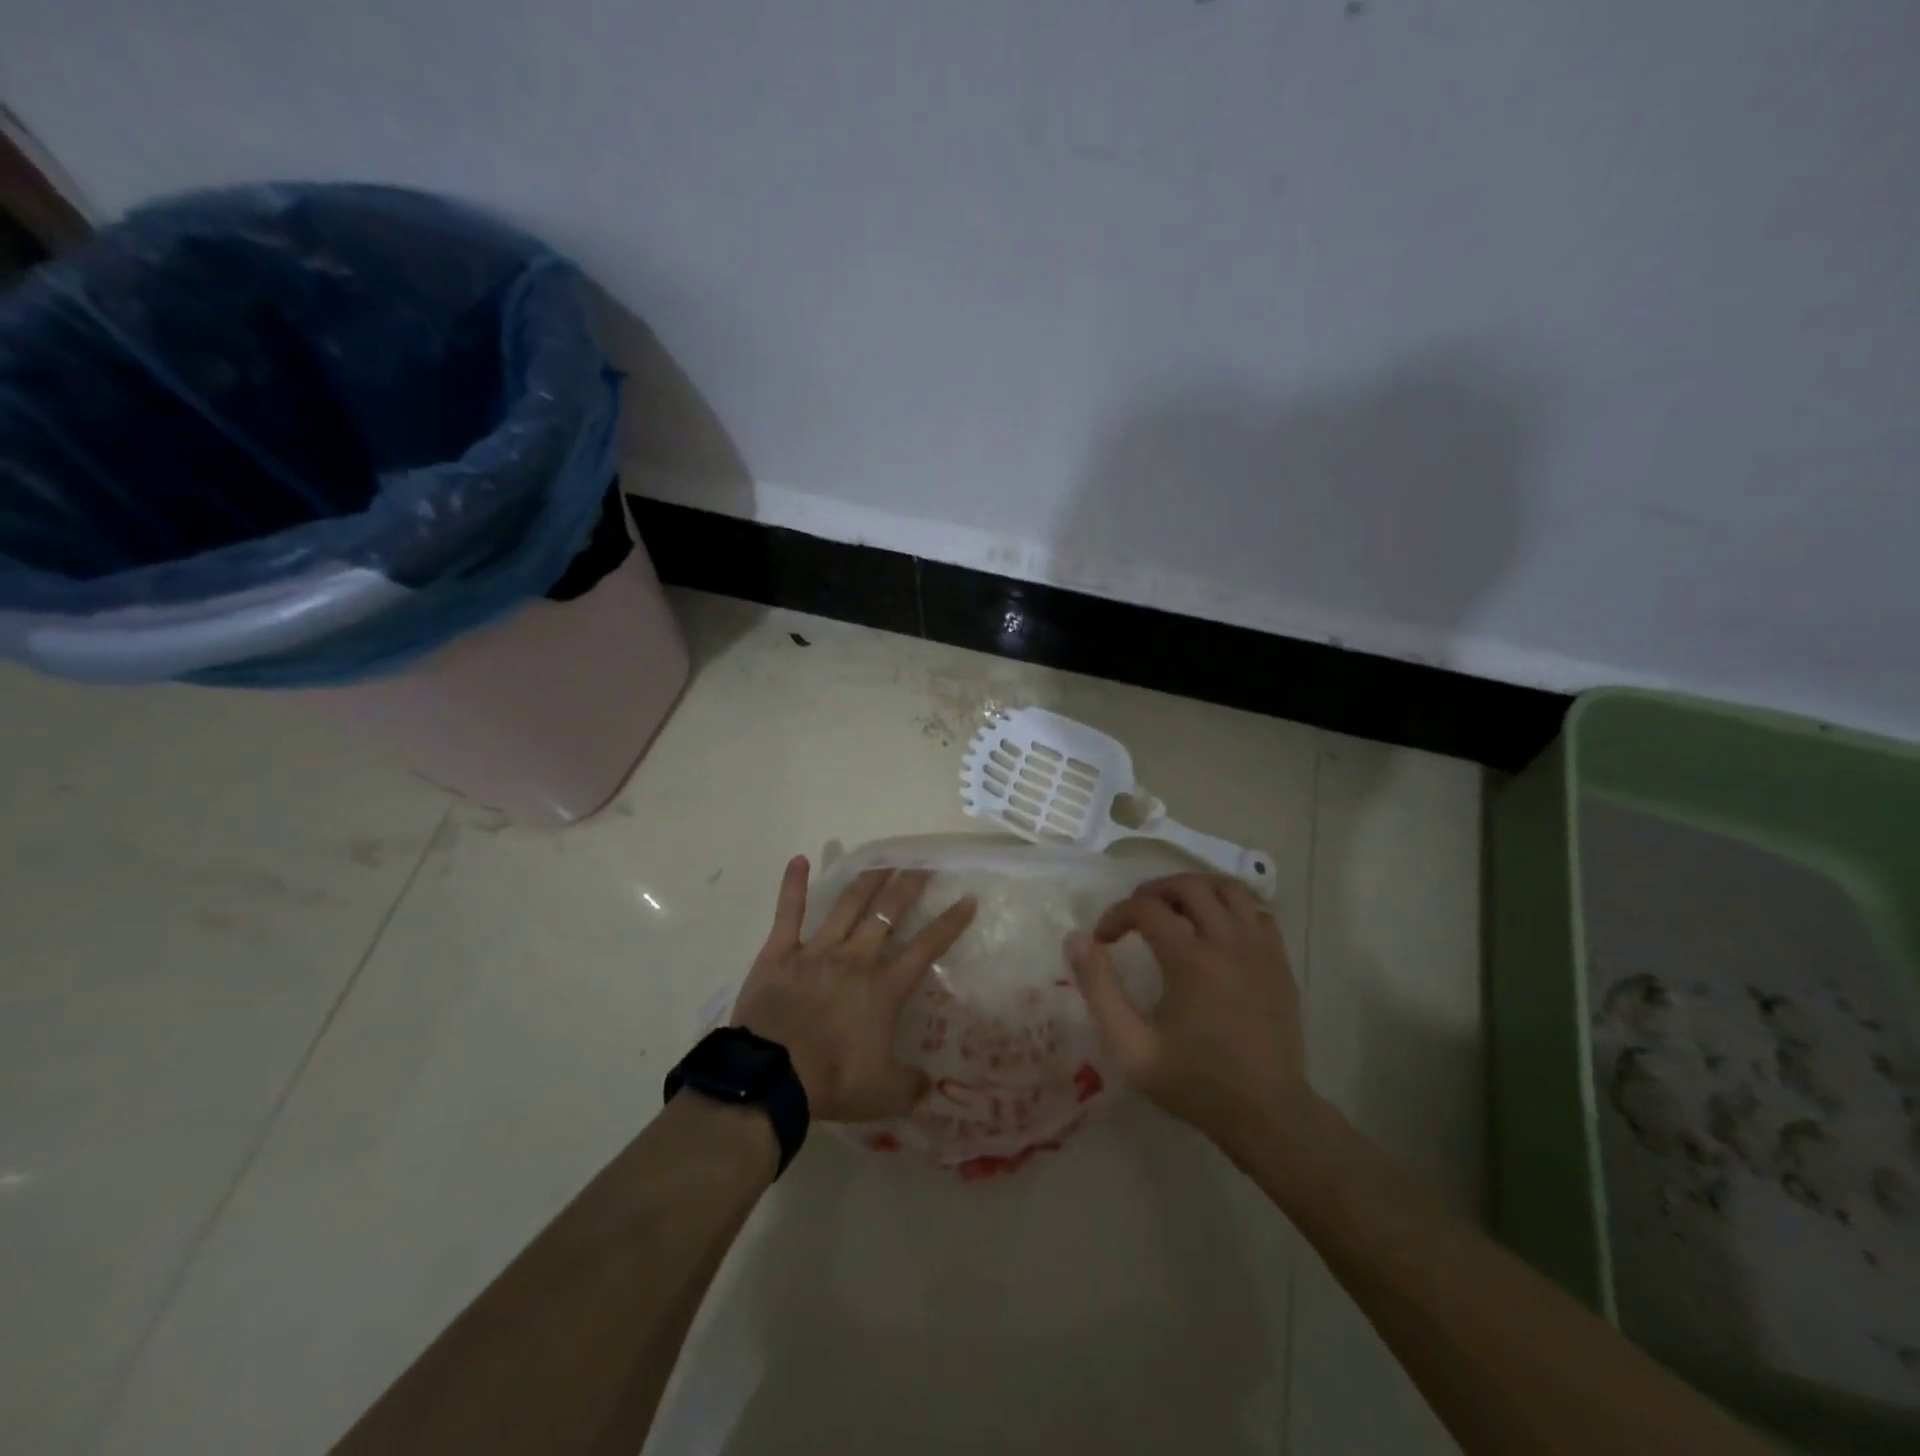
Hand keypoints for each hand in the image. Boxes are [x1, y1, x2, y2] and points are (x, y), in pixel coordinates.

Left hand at [732, 857, 976, 1123]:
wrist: (773, 1077)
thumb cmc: (833, 1081)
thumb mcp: (885, 1094)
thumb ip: (911, 1085)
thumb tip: (930, 1085)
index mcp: (885, 988)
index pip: (927, 947)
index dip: (950, 923)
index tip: (967, 899)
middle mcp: (856, 958)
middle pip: (888, 912)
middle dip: (908, 885)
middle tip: (922, 863)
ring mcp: (817, 950)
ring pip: (847, 904)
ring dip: (867, 880)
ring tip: (882, 860)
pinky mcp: (780, 952)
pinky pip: (788, 913)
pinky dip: (793, 885)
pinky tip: (798, 860)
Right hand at [1066, 873, 1315, 1163]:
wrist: (1267, 1114)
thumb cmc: (1194, 1081)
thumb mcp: (1131, 1046)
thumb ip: (1099, 989)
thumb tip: (1076, 939)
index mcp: (1190, 960)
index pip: (1146, 908)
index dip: (1117, 915)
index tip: (1103, 940)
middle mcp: (1227, 941)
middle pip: (1188, 885)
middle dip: (1153, 891)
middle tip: (1134, 915)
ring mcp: (1260, 949)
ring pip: (1228, 888)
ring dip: (1195, 889)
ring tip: (1174, 909)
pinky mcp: (1280, 962)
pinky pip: (1257, 912)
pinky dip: (1232, 908)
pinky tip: (1215, 928)